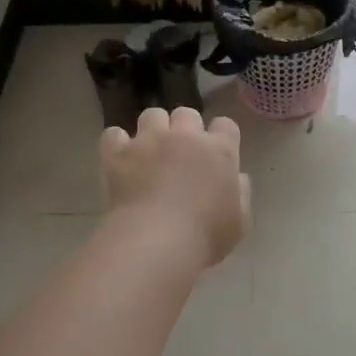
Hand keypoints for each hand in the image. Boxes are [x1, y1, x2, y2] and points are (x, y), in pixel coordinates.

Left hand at [101, 107, 250, 267]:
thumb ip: (241, 193)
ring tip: (150, 152)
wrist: (157, 241)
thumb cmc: (205, 235)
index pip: (225, 125)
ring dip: (153, 129)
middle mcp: (186, 136)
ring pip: (152, 115)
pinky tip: (120, 159)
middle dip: (185, 129)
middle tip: (181, 154)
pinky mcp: (119, 152)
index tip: (216, 154)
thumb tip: (237, 178)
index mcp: (220, 151)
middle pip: (186, 114)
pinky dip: (117, 144)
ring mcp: (150, 140)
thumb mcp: (239, 222)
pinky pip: (114, 134)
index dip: (220, 137)